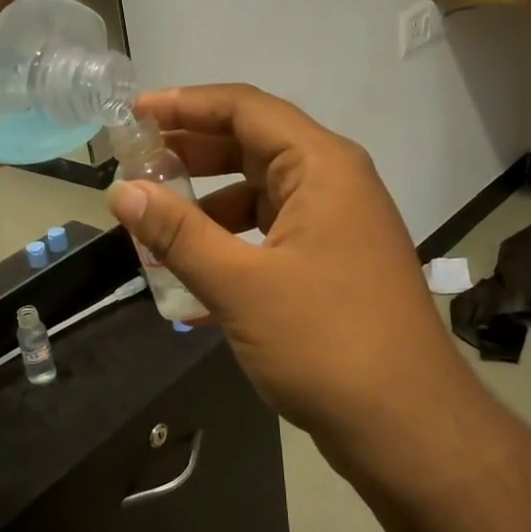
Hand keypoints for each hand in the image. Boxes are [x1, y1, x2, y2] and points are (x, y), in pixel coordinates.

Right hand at [107, 85, 472, 479]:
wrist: (407, 427)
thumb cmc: (326, 343)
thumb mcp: (241, 285)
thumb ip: (178, 234)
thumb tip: (122, 192)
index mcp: (322, 167)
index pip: (246, 108)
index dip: (186, 104)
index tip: (134, 113)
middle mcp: (334, 184)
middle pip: (253, 146)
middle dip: (192, 152)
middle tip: (136, 162)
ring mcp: (337, 227)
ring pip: (260, 195)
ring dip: (208, 205)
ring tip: (155, 222)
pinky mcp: (333, 265)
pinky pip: (271, 236)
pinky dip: (231, 245)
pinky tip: (191, 277)